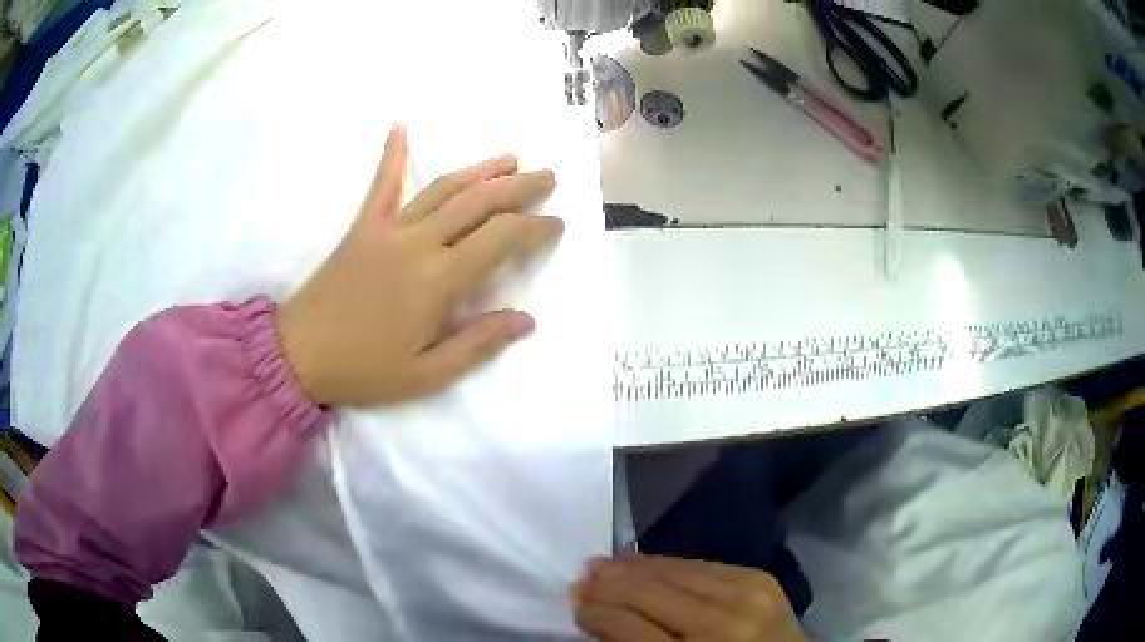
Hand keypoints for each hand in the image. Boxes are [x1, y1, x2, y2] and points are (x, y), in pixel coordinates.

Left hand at [276, 125, 561, 406]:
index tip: (557, 225)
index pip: (500, 240)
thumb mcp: (427, 374)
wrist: (299, 353)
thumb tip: (526, 320)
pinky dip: (391, 153)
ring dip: (479, 169)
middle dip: (519, 186)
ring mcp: (387, 228)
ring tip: (510, 158)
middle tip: (548, 175)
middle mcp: (418, 243)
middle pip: (478, 202)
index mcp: (437, 280)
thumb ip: (478, 344)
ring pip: (442, 187)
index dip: (534, 228)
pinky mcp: (362, 226)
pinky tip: (400, 126)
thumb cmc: (365, 369)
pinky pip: (380, 183)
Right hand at [572, 556, 808, 641]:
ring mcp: (747, 595)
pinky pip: (701, 563)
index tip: (574, 603)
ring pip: (673, 570)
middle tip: (580, 577)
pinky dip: (667, 563)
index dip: (597, 613)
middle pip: (650, 593)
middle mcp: (723, 624)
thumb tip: (597, 618)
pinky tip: (644, 562)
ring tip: (602, 563)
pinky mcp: (760, 577)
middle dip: (609, 585)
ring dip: (632, 567)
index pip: (631, 628)